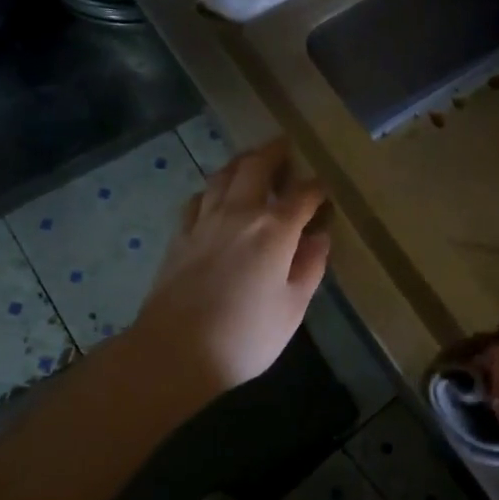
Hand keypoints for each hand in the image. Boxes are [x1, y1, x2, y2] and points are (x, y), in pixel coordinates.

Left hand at [130, 138, 330, 399]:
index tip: (323, 190)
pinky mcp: (179, 235)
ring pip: (223, 175)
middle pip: (256, 168)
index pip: (302, 195)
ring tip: (251, 161)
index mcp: (274, 229)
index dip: (316, 189)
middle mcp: (239, 213)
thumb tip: (319, 238)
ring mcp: (204, 220)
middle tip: (285, 147)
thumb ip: (309, 267)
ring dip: (241, 163)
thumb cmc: (245, 336)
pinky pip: (198, 198)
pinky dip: (212, 188)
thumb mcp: (292, 308)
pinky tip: (215, 195)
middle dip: (274, 154)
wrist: (175, 351)